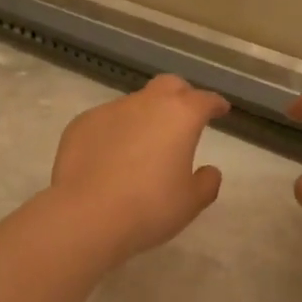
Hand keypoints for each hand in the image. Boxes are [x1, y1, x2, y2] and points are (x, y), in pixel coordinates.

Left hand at [48, 75, 229, 262]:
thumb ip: (206, 183)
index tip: (220, 109)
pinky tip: (109, 158)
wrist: (86, 215)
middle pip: (168, 85)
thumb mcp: (190, 202)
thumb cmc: (149, 208)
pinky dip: (114, 132)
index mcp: (180, 116)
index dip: (215, 104)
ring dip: (144, 118)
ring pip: (134, 104)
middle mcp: (145, 103)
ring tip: (142, 147)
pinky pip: (105, 122)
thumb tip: (209, 171)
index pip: (204, 100)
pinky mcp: (81, 124)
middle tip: (184, 116)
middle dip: (181, 95)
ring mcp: (109, 110)